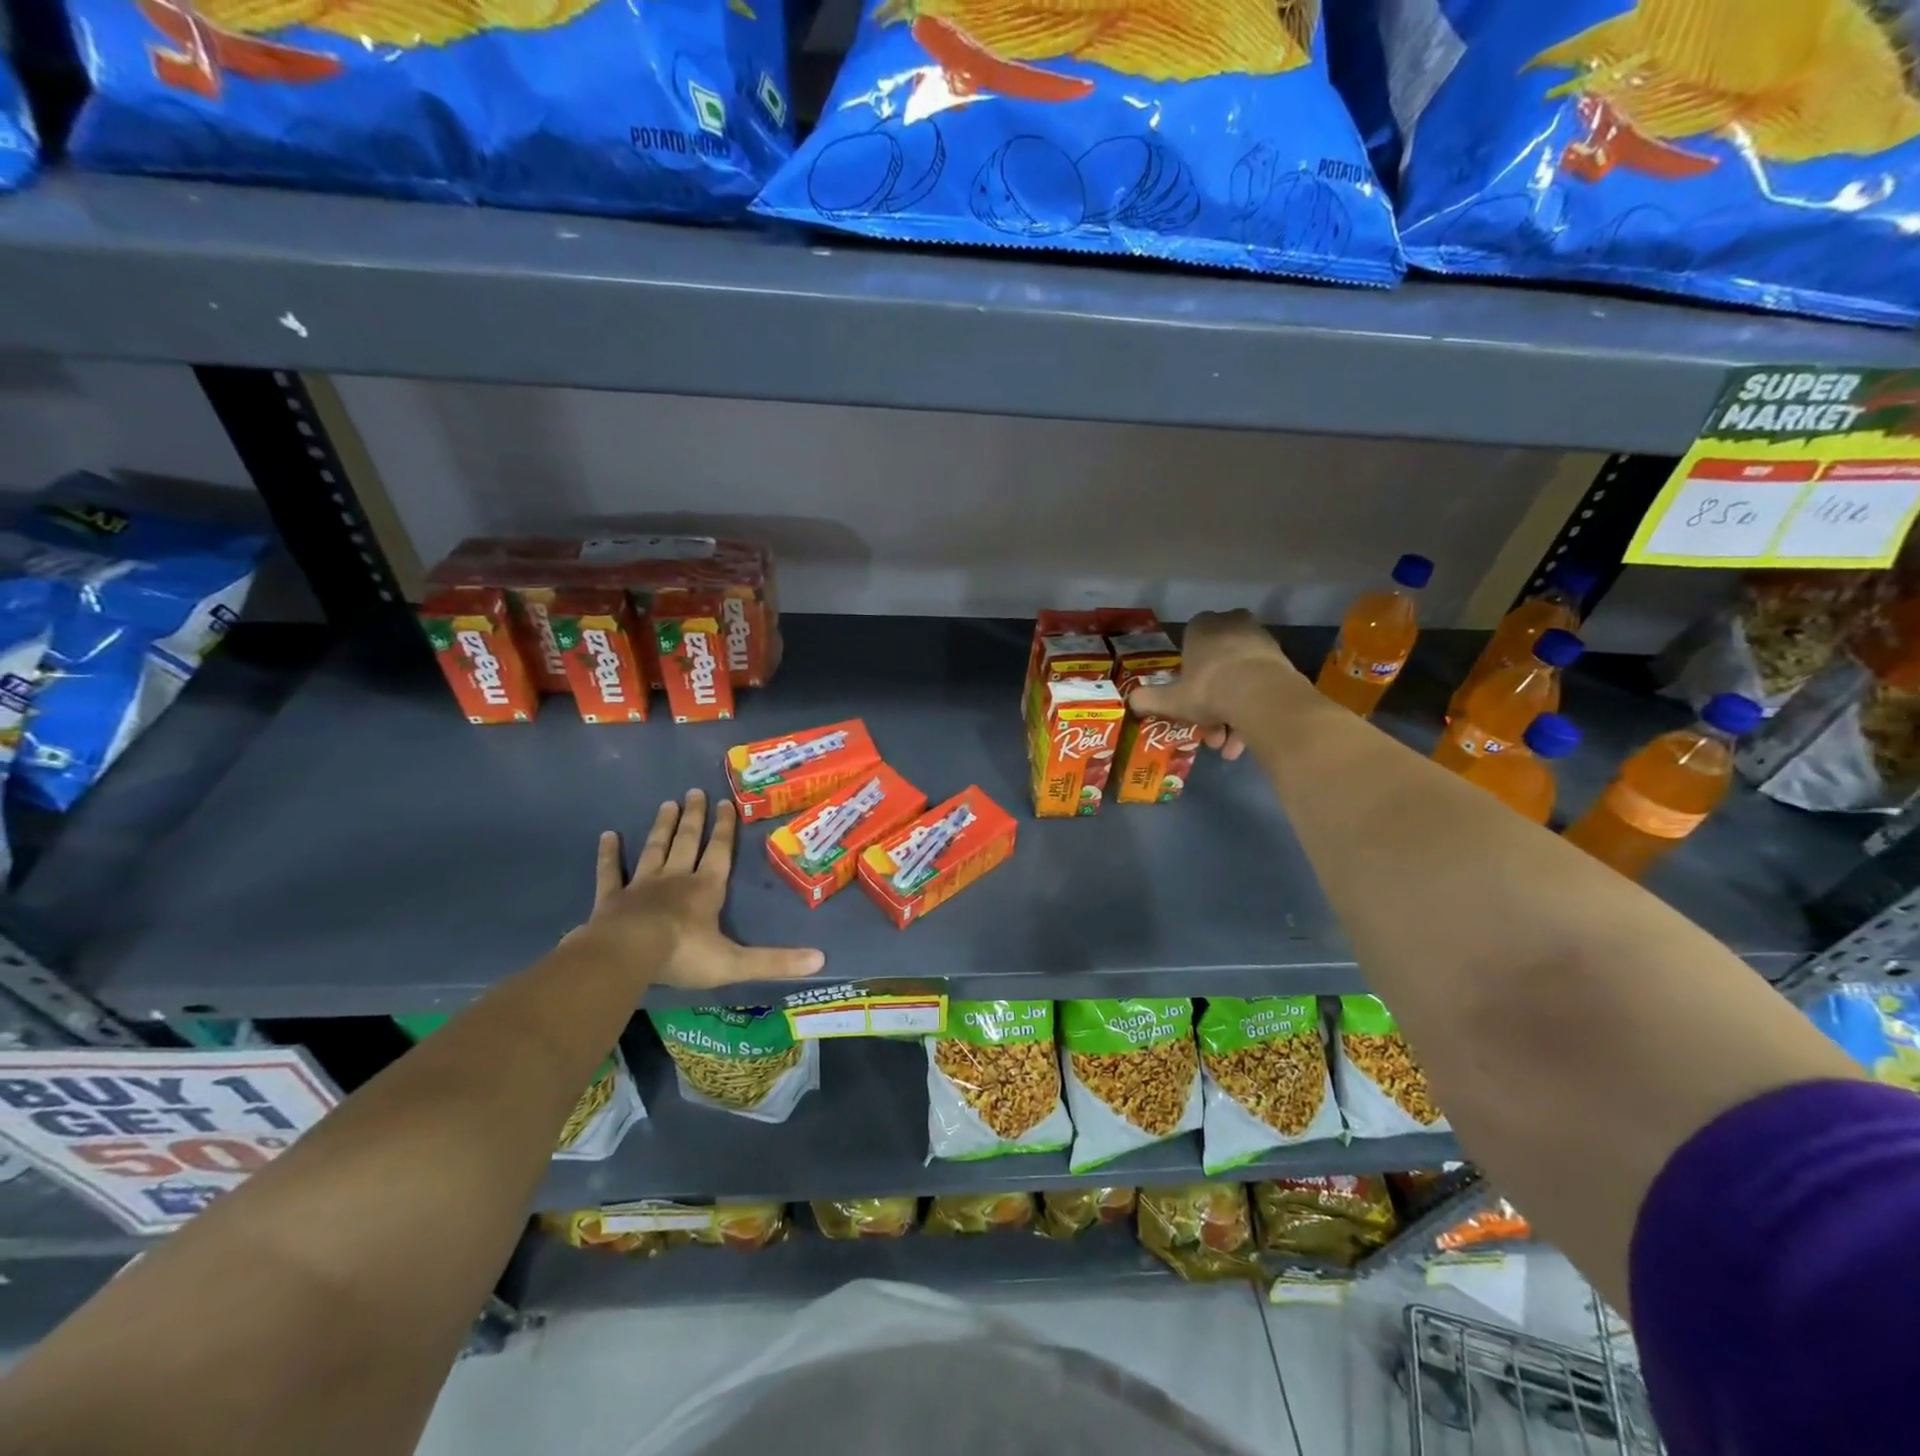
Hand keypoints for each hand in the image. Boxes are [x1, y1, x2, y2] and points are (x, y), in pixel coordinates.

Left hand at [569, 789, 824, 989]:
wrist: (625, 956)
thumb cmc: (682, 955)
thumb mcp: (736, 962)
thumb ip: (776, 961)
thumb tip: (821, 960)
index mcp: (706, 889)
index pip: (720, 852)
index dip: (724, 828)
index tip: (725, 802)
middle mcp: (676, 879)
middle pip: (686, 842)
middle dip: (693, 818)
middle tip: (694, 792)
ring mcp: (641, 886)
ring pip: (654, 849)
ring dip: (662, 827)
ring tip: (667, 804)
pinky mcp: (611, 899)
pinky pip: (611, 872)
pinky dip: (609, 854)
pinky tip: (608, 836)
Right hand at [1128, 610, 1302, 759]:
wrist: (1261, 695)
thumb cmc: (1208, 689)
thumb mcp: (1170, 699)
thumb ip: (1148, 699)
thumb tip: (1130, 702)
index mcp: (1202, 626)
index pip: (1189, 643)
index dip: (1187, 674)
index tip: (1187, 698)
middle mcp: (1231, 625)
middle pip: (1217, 666)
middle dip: (1212, 702)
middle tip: (1209, 731)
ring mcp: (1260, 640)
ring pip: (1239, 679)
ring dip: (1232, 713)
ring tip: (1228, 746)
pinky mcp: (1282, 660)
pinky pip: (1260, 686)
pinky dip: (1252, 710)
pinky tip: (1247, 740)